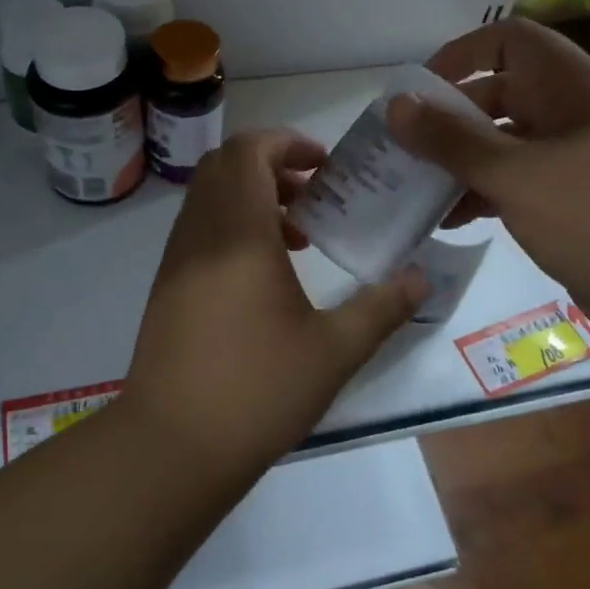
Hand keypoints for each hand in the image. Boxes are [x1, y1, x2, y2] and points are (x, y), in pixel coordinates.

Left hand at [122, 131, 424, 473]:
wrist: (171, 446)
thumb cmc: (257, 391)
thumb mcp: (334, 351)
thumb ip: (382, 307)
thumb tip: (423, 279)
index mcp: (238, 233)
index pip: (247, 151)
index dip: (286, 142)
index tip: (324, 164)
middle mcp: (200, 234)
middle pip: (224, 166)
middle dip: (272, 165)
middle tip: (315, 194)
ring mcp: (176, 259)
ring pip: (209, 198)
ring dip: (252, 198)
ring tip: (299, 237)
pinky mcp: (166, 286)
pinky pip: (199, 230)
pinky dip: (232, 227)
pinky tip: (266, 275)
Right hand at [385, 19, 589, 335]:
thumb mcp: (517, 174)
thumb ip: (452, 139)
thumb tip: (395, 105)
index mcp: (569, 85)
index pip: (509, 39)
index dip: (461, 54)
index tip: (419, 91)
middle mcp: (572, 112)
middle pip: (499, 93)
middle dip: (449, 117)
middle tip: (402, 147)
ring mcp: (574, 158)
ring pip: (504, 142)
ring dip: (460, 160)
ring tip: (414, 187)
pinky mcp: (572, 200)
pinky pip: (516, 181)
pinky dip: (482, 192)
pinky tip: (449, 219)